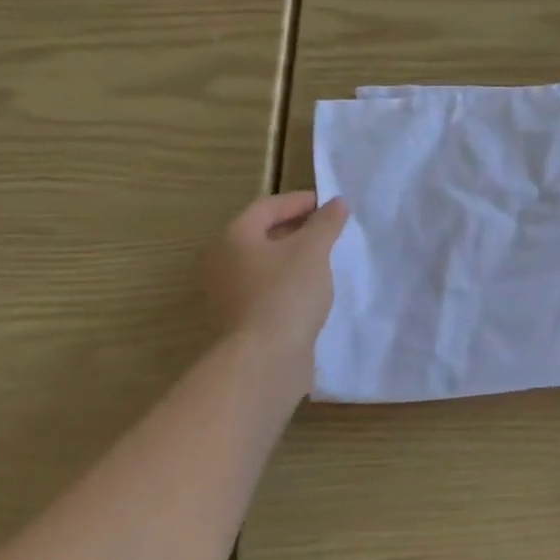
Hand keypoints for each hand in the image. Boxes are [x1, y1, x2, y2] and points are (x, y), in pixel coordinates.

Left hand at [205, 192, 349, 363]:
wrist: (265, 358)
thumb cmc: (287, 292)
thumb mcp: (313, 249)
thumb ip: (326, 223)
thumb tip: (337, 203)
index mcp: (234, 237)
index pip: (268, 206)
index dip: (301, 201)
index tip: (332, 206)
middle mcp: (222, 261)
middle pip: (262, 233)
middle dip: (298, 228)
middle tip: (331, 230)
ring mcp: (228, 292)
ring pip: (265, 262)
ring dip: (294, 256)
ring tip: (326, 258)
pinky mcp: (240, 318)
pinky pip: (266, 287)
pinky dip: (288, 281)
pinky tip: (312, 289)